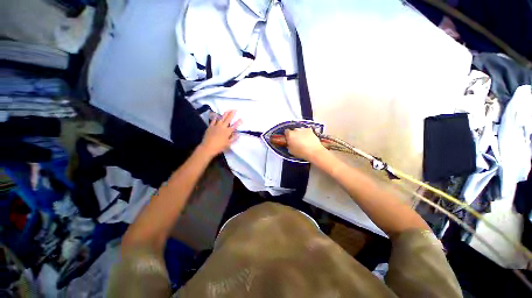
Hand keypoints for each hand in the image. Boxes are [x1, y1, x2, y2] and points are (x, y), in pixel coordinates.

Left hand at [199, 110, 241, 157]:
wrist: (208, 147)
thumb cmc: (219, 147)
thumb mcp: (228, 144)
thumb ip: (234, 138)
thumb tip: (238, 134)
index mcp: (228, 132)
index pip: (234, 126)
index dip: (238, 122)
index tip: (241, 118)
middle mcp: (222, 127)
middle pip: (228, 119)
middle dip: (232, 114)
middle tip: (235, 109)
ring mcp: (216, 126)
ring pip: (221, 118)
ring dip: (225, 113)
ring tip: (228, 110)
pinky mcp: (210, 127)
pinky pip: (213, 120)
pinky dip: (215, 117)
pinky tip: (216, 115)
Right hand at [285, 128, 325, 161]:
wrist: (314, 152)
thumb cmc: (301, 152)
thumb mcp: (291, 151)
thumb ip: (288, 145)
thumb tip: (289, 143)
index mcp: (290, 134)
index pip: (286, 132)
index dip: (287, 136)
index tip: (288, 139)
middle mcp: (296, 130)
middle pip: (293, 130)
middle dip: (294, 135)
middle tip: (295, 141)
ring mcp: (303, 129)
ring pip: (300, 130)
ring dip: (300, 134)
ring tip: (303, 141)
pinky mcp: (310, 130)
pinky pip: (306, 131)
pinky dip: (306, 134)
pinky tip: (308, 140)